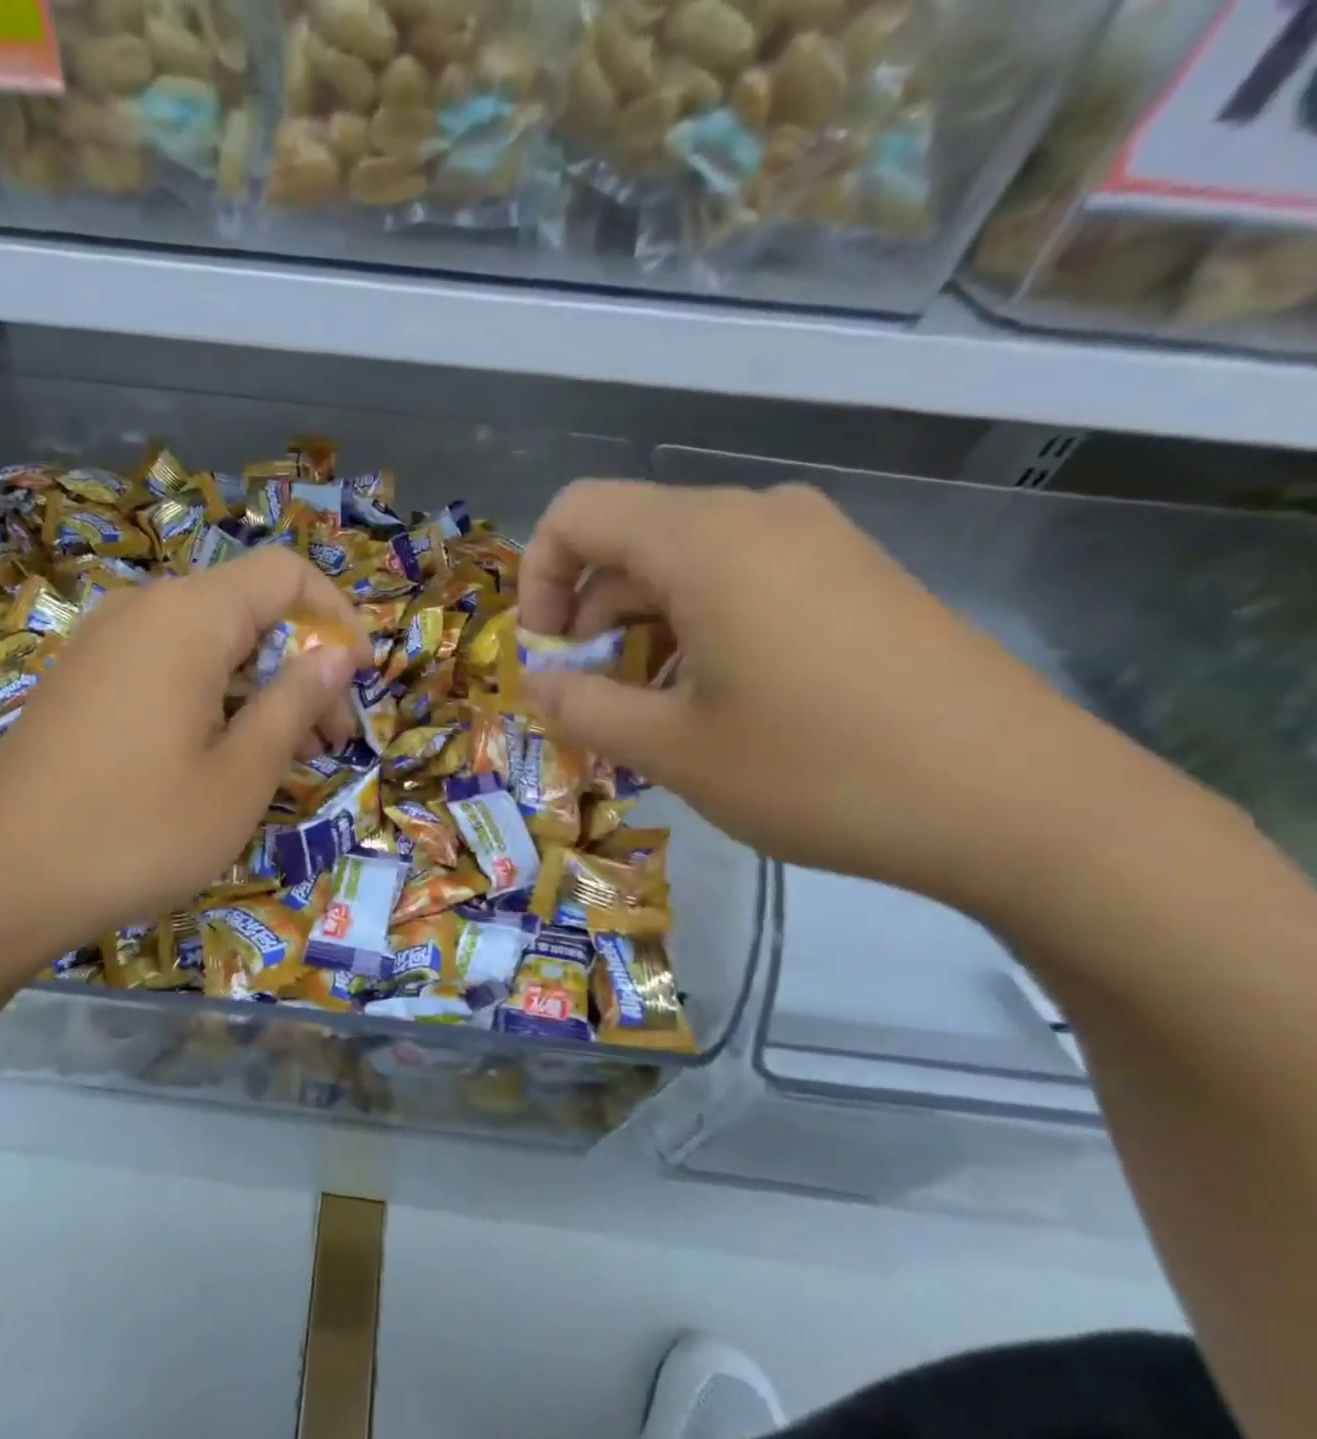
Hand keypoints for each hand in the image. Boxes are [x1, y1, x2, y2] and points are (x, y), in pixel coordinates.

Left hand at [0, 548, 362, 986]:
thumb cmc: (137, 830)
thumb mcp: (240, 776)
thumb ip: (295, 702)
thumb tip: (335, 655)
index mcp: (188, 617)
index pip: (286, 572)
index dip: (337, 617)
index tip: (356, 683)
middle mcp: (143, 609)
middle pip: (249, 608)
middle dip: (302, 663)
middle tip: (327, 742)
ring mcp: (103, 642)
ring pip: (209, 640)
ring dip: (260, 685)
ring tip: (281, 756)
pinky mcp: (82, 679)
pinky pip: (167, 664)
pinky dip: (212, 694)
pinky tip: (219, 755)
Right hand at [518, 480, 1141, 910]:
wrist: (1023, 803)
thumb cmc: (821, 769)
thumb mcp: (675, 750)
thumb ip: (583, 709)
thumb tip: (536, 687)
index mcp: (706, 540)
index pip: (578, 514)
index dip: (537, 581)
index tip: (546, 659)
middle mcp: (760, 517)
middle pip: (630, 542)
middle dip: (590, 620)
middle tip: (594, 703)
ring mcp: (817, 541)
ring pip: (686, 566)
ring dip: (644, 631)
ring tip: (656, 713)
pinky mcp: (854, 575)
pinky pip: (743, 581)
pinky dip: (701, 630)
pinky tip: (721, 701)